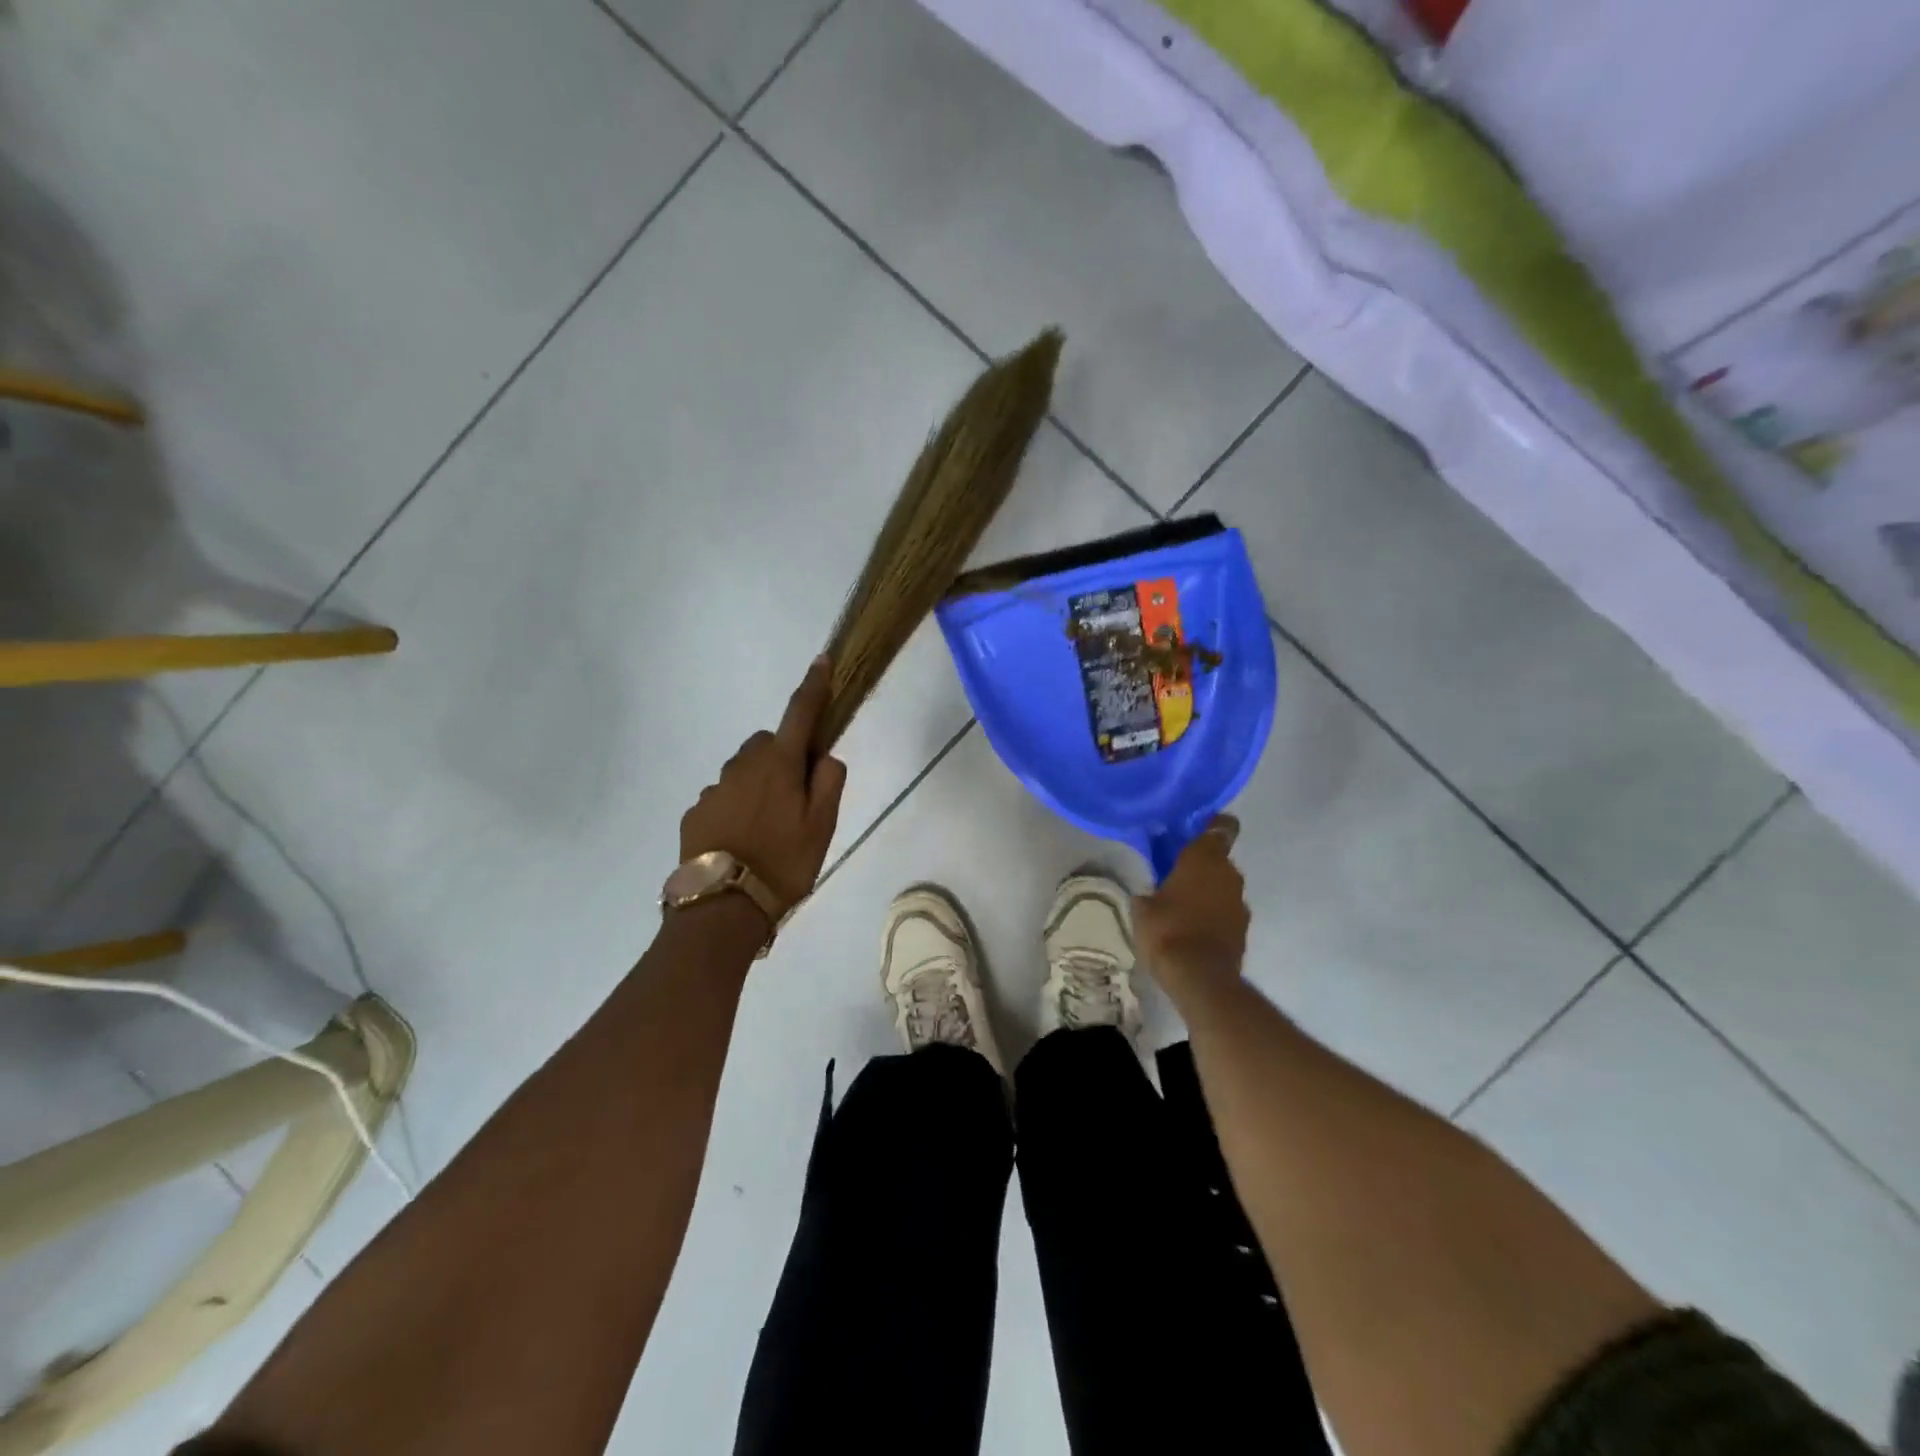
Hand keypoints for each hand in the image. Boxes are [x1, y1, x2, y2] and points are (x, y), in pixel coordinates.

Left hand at [680, 657, 848, 911]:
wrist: (722, 908)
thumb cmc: (784, 864)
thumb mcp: (823, 826)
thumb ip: (829, 782)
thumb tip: (824, 754)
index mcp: (778, 764)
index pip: (799, 713)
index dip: (814, 686)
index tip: (821, 661)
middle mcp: (742, 766)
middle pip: (766, 744)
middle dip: (781, 757)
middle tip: (796, 798)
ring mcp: (714, 789)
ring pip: (743, 772)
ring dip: (758, 785)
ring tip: (768, 830)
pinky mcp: (695, 812)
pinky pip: (723, 797)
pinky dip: (736, 807)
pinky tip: (742, 842)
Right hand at [1131, 816, 1248, 991]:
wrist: (1200, 977)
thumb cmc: (1166, 930)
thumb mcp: (1142, 907)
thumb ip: (1151, 892)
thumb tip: (1152, 895)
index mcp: (1204, 858)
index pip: (1220, 828)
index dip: (1212, 825)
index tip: (1196, 830)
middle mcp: (1229, 873)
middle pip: (1218, 859)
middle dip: (1200, 865)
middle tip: (1175, 875)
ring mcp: (1240, 902)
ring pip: (1222, 886)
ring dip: (1207, 892)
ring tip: (1182, 907)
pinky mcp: (1244, 929)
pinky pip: (1226, 911)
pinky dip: (1213, 915)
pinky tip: (1193, 929)